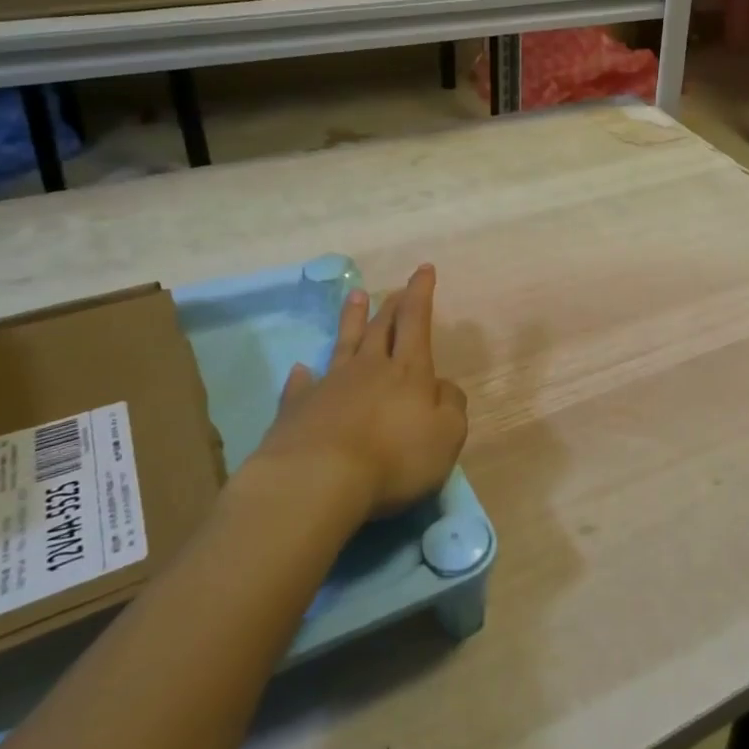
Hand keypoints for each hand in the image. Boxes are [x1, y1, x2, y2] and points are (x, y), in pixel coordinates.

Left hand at [255, 264, 468, 518]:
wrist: (318, 479)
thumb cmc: (394, 457)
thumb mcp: (446, 436)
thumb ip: (451, 407)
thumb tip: (443, 387)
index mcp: (408, 371)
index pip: (416, 321)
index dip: (421, 293)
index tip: (423, 268)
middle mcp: (369, 368)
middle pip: (380, 327)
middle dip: (392, 305)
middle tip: (396, 288)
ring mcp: (329, 385)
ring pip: (343, 343)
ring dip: (351, 319)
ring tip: (355, 296)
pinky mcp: (297, 409)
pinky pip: (301, 385)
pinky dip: (302, 376)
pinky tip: (300, 370)